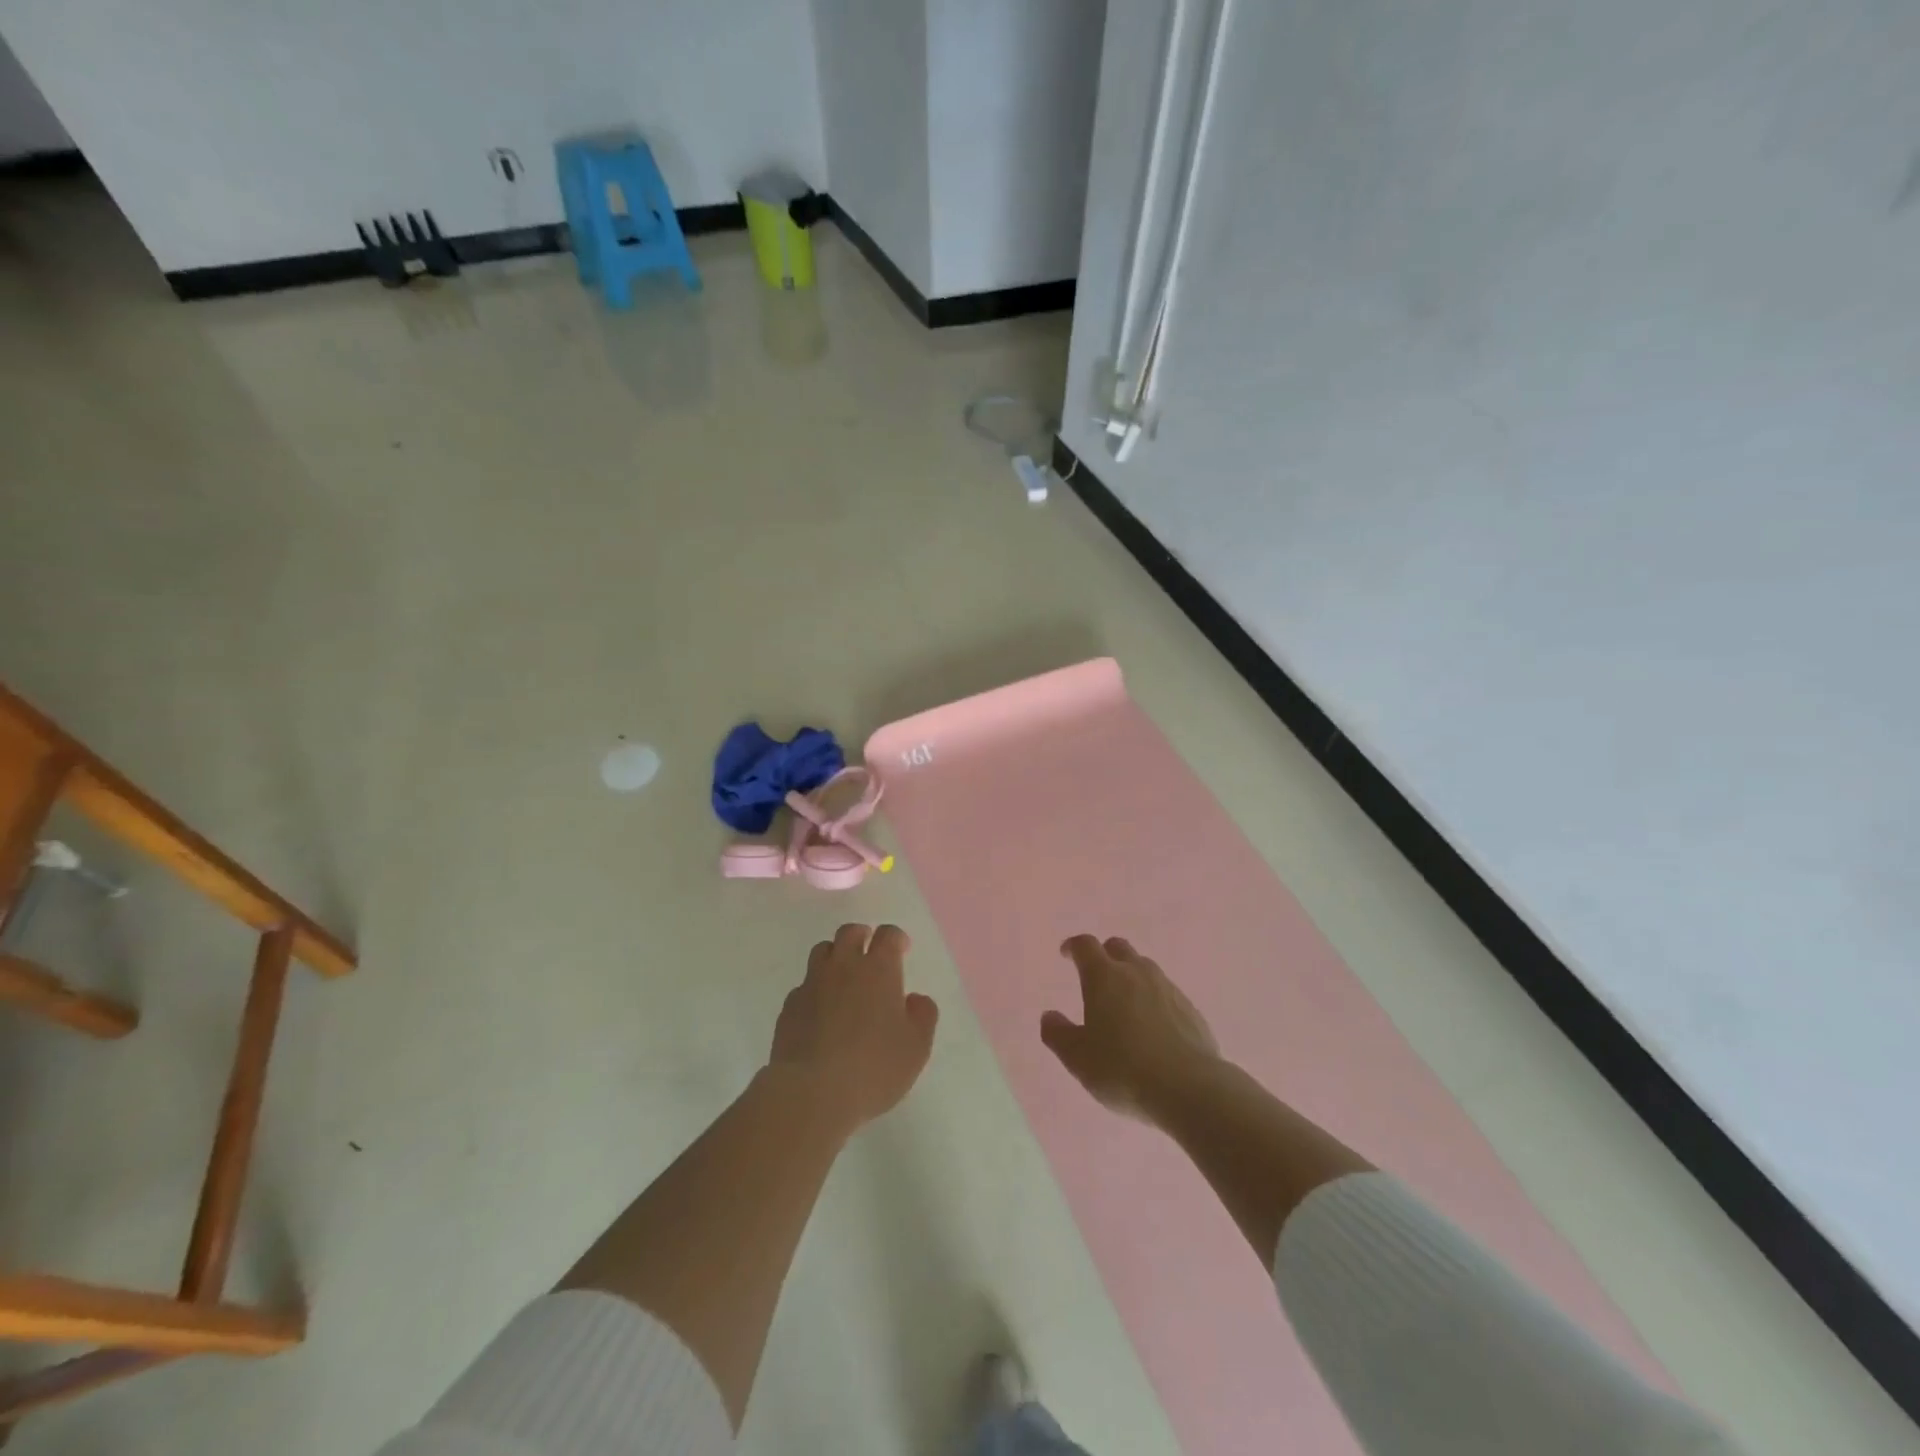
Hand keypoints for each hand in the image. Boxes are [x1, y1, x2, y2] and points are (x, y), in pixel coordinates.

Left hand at [769, 923, 938, 1135]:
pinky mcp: (789, 1007)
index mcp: (878, 970)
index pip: (888, 935)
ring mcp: (812, 984)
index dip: (896, 938)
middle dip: (862, 936)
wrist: (811, 1092)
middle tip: (869, 951)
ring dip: (835, 956)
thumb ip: (923, 1016)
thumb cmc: (874, 1068)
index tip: (901, 949)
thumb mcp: (916, 1047)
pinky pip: (803, 985)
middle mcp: (843, 966)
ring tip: (843, 977)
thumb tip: (914, 999)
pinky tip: (820, 1012)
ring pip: (822, 951)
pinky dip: (815, 989)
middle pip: (849, 933)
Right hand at [1041, 935, 1220, 1123]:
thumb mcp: (1078, 1058)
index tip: (1066, 955)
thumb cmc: (1123, 1069)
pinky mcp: (1191, 1009)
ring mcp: (1167, 988)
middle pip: (1118, 947)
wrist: (1189, 1088)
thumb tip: (1049, 1016)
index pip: (1086, 946)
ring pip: (1145, 968)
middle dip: (1104, 955)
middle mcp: (1136, 973)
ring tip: (1124, 1004)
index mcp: (1104, 977)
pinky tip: (1153, 1026)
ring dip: (1131, 976)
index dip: (1074, 947)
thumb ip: (1058, 1034)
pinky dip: (1154, 999)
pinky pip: (1166, 993)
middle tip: (1096, 976)